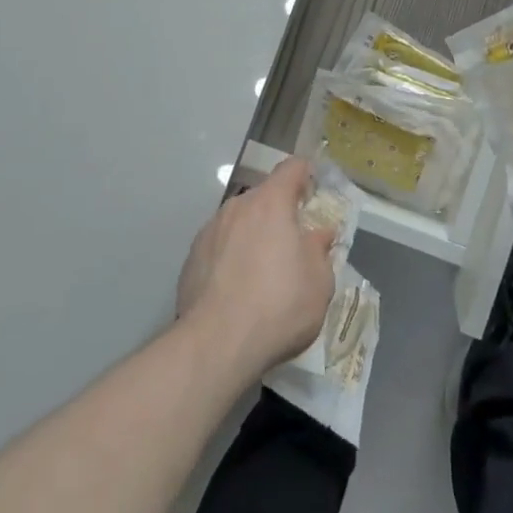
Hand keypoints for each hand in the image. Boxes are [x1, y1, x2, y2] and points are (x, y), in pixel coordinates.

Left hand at [175, 158, 336, 376]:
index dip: (306, 175)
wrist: (215, 345)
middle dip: (280, 213)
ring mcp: (210, 231)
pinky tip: (236, 291)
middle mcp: (238, 206)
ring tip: (262, 273)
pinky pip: (220, 246)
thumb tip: (319, 234)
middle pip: (264, 197)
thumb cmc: (278, 306)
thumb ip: (321, 250)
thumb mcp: (319, 282)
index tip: (315, 195)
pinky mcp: (191, 258)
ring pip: (240, 222)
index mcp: (271, 202)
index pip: (292, 167)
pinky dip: (231, 258)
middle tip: (293, 244)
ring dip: (254, 236)